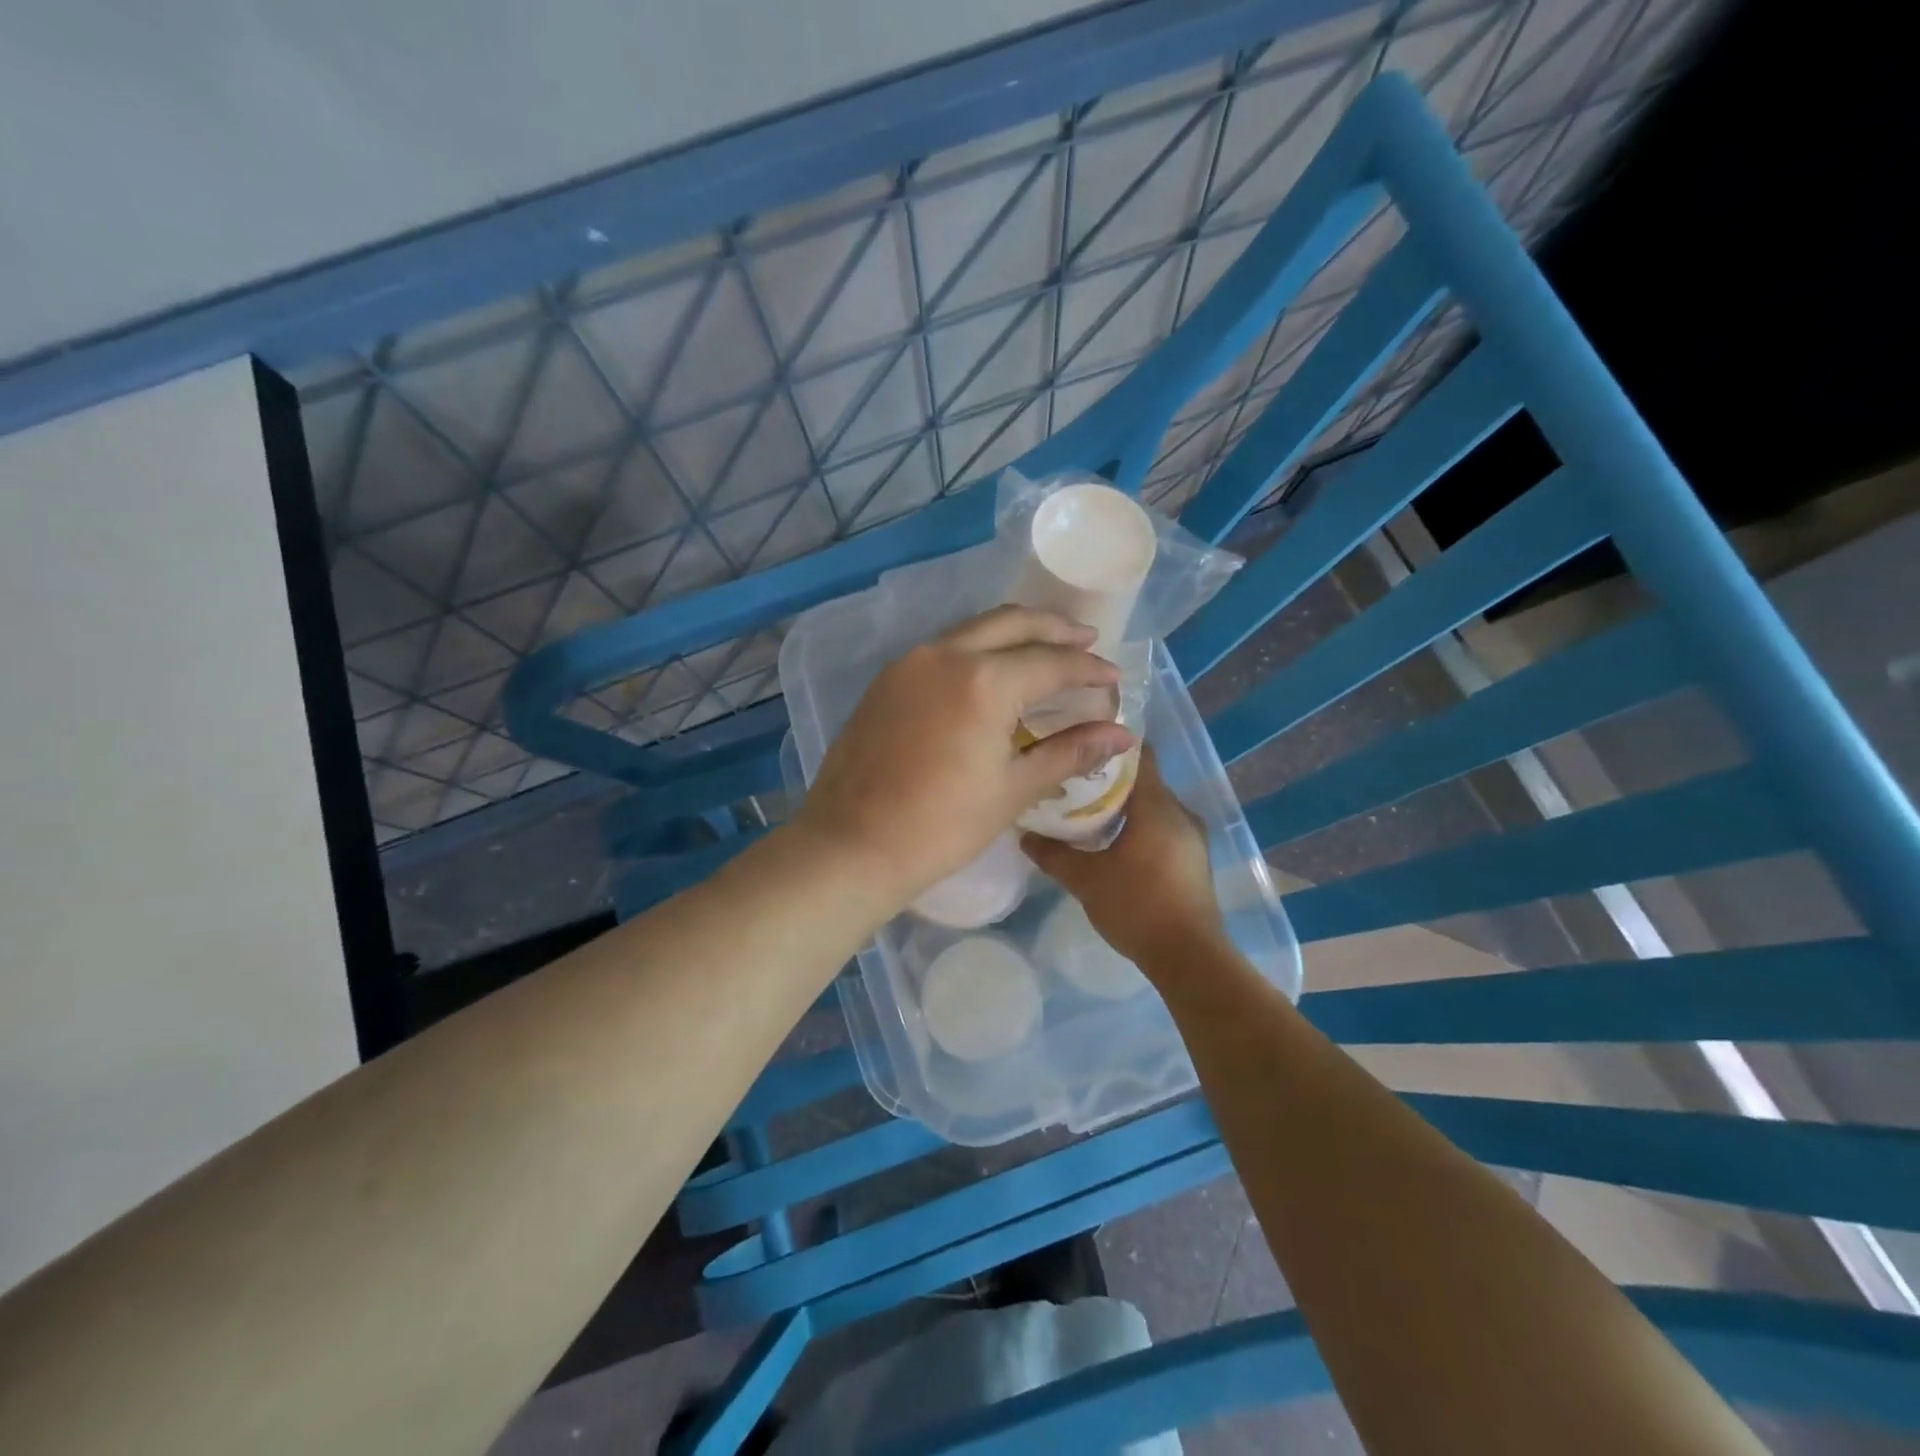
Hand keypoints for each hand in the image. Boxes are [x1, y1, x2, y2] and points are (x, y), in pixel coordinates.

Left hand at [794, 607, 1135, 907]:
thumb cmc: (941, 826)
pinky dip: (978, 648)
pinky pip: (944, 648)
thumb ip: (1069, 752)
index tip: (1113, 680)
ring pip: (974, 629)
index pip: (1052, 662)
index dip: (1089, 670)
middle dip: (1055, 629)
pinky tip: (992, 672)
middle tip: (1086, 641)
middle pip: (1012, 623)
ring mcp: (909, 663)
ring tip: (1044, 650)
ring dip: (1014, 633)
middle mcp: (946, 654)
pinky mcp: (887, 680)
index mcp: (984, 680)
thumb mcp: (1013, 789)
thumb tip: (1121, 736)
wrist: (851, 845)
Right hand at [1022, 747, 1225, 969]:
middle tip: (1071, 779)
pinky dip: (1136, 826)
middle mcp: (1180, 813)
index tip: (1079, 743)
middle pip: (1143, 780)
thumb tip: (1024, 835)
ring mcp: (1191, 837)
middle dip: (1108, 778)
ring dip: (1122, 805)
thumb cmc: (1137, 907)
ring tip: (1084, 809)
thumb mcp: (1085, 880)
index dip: (1109, 745)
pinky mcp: (1192, 859)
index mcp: (1158, 806)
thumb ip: (1053, 854)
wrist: (1188, 958)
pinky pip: (1161, 827)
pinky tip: (1110, 841)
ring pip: (1152, 806)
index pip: (1139, 755)